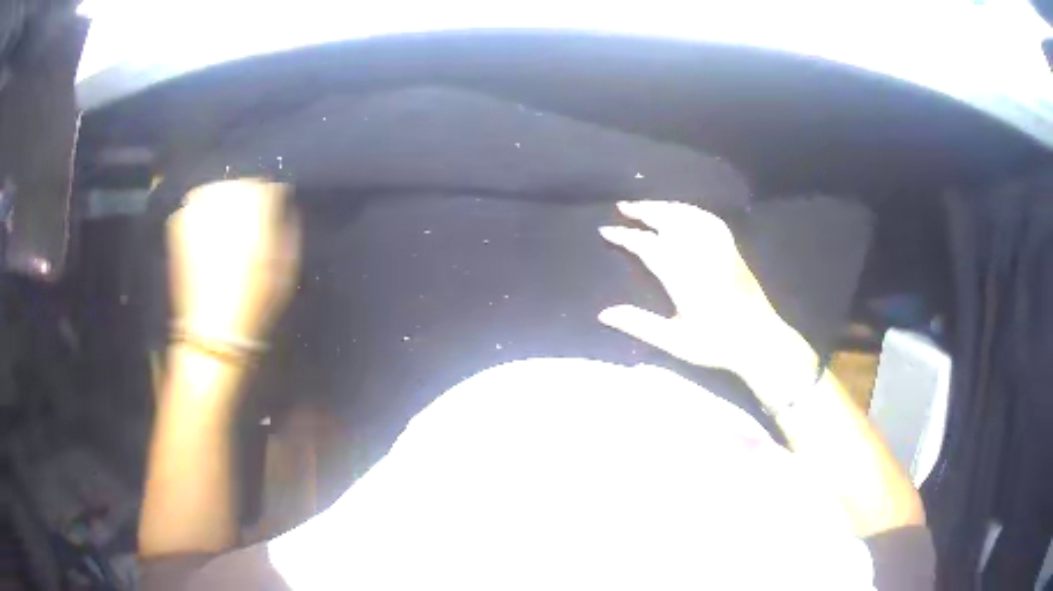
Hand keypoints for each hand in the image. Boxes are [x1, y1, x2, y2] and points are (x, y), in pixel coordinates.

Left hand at [167, 180, 300, 345]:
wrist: (211, 328)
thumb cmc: (256, 297)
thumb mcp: (288, 263)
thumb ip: (289, 224)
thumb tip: (283, 205)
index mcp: (257, 199)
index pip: (270, 183)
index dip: (273, 200)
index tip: (273, 217)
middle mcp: (225, 191)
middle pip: (242, 181)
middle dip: (247, 200)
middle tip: (248, 225)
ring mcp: (198, 203)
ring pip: (217, 189)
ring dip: (224, 204)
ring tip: (226, 230)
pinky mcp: (178, 218)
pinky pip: (196, 205)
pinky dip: (202, 215)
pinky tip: (207, 237)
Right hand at [599, 201, 815, 402]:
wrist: (759, 340)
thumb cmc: (716, 344)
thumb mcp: (674, 341)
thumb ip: (639, 325)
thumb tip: (604, 314)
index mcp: (684, 277)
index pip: (649, 246)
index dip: (626, 236)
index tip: (606, 230)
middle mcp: (701, 255)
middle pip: (669, 221)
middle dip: (644, 211)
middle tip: (623, 206)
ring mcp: (719, 249)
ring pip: (688, 216)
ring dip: (665, 207)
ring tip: (647, 205)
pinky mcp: (732, 249)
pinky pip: (709, 220)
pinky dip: (691, 211)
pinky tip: (682, 211)